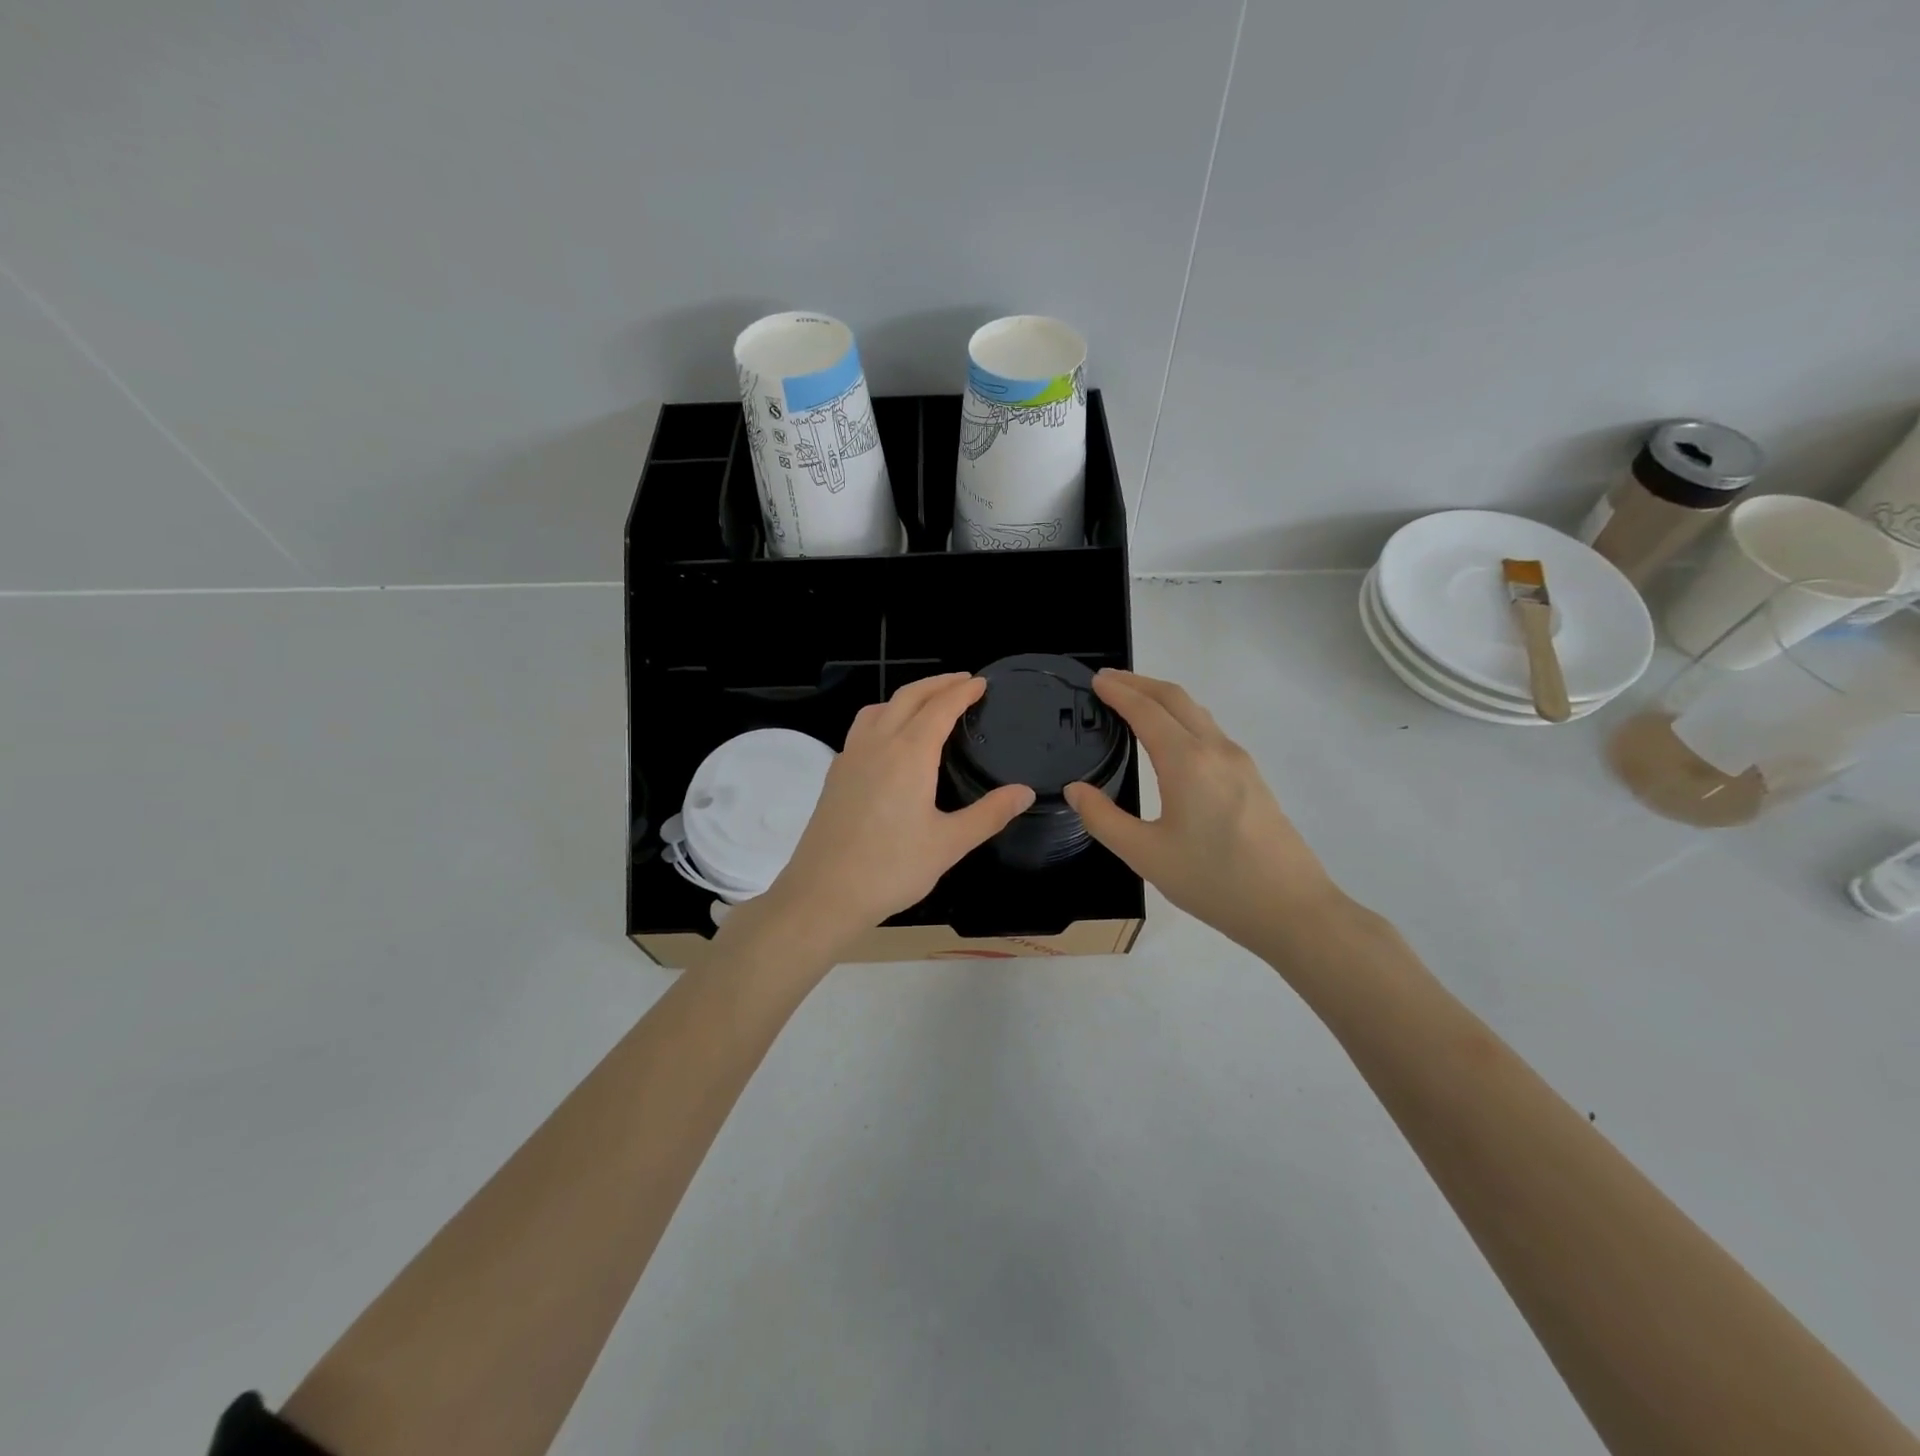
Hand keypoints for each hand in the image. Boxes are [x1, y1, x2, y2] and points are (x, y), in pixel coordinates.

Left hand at [762, 673, 1034, 953]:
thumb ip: (989, 814)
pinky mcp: (835, 774)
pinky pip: (862, 728)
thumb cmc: (891, 869)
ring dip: (906, 696)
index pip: (940, 708)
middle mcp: (877, 744)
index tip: (980, 682)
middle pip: (908, 697)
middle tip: (962, 681)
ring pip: (879, 708)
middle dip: (937, 684)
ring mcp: (850, 757)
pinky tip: (889, 740)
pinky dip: (883, 716)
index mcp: (909, 754)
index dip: (962, 692)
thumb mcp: (949, 844)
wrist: (823, 893)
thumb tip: (1024, 792)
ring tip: (927, 703)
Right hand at [1064, 670, 1342, 951]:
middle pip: (1176, 698)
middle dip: (1140, 683)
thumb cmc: (1213, 881)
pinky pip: (1211, 732)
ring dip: (1163, 698)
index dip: (1119, 692)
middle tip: (1109, 681)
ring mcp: (1240, 762)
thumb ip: (1103, 819)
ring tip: (1135, 702)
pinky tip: (1171, 740)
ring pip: (1197, 713)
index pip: (1146, 710)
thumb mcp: (1145, 855)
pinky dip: (1182, 718)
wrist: (1291, 908)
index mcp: (1187, 761)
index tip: (1096, 681)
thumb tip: (1075, 790)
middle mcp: (1216, 750)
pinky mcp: (1252, 778)